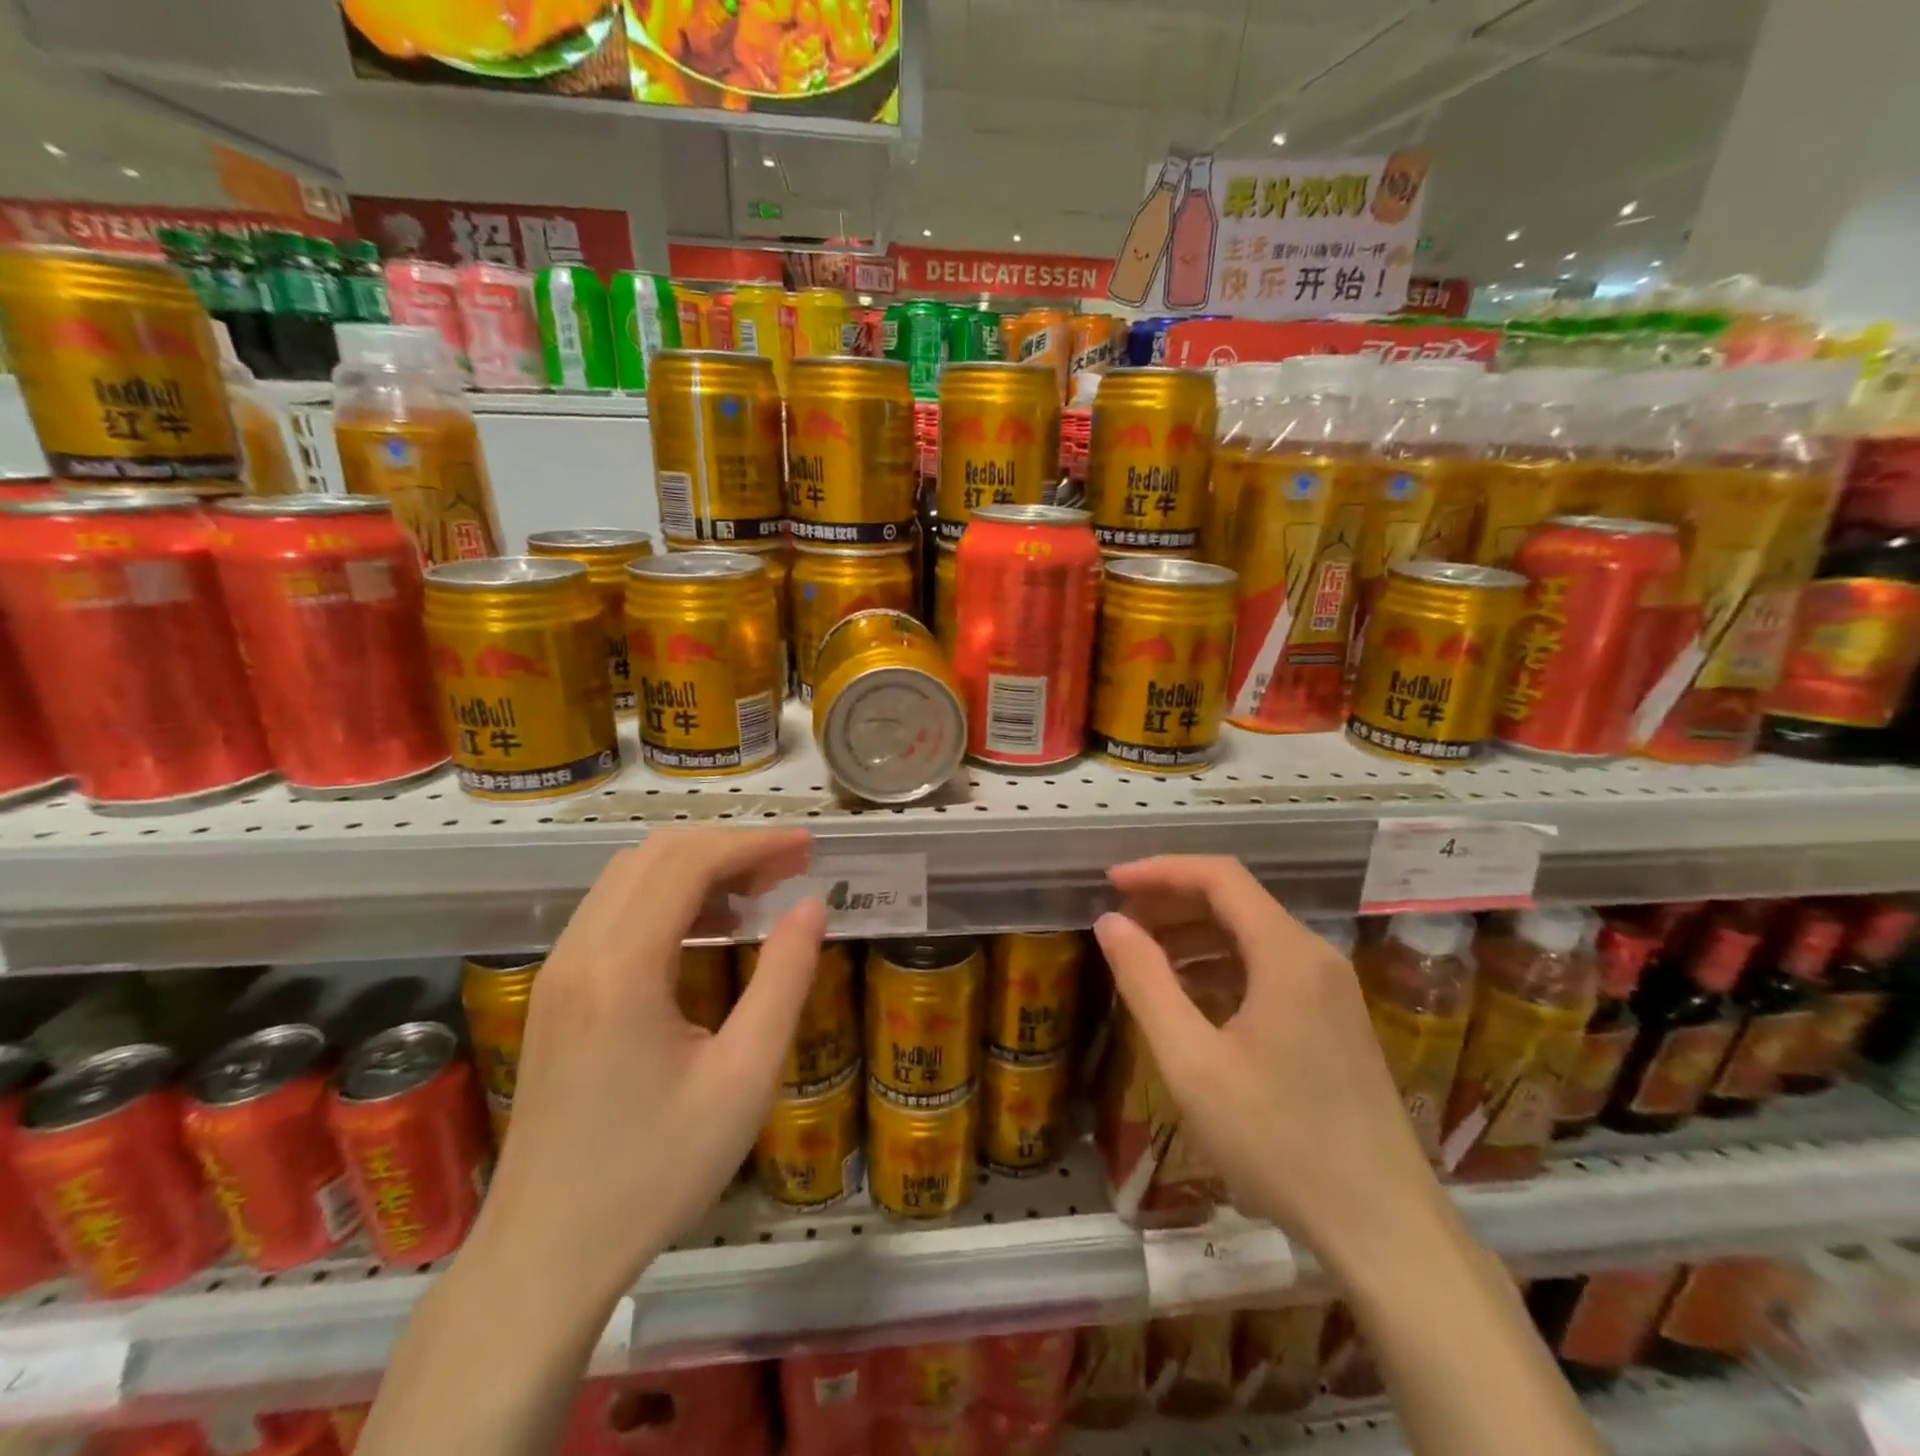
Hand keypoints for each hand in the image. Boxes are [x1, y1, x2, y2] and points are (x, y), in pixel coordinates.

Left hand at [472, 827, 826, 1303]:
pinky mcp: (555, 989)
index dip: (753, 844)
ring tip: (757, 892)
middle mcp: (580, 951)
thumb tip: (812, 906)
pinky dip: (666, 895)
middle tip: (789, 868)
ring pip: (630, 874)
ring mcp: (559, 968)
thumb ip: (784, 980)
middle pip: (656, 854)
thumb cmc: (656, 1171)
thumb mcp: (744, 1078)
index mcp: (622, 968)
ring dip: (697, 866)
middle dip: (729, 847)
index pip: (689, 862)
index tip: (807, 848)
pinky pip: (613, 908)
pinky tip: (707, 927)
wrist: (546, 1253)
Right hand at [1093, 856, 1447, 1276]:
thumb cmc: (1279, 1142)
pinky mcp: (1334, 1020)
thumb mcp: (1193, 1063)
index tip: (1112, 881)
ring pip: (1252, 934)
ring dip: (1195, 933)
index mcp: (1287, 954)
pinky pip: (1268, 968)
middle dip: (1173, 900)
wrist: (1383, 1229)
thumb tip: (1110, 922)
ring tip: (1143, 952)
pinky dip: (1221, 965)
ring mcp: (1331, 990)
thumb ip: (1146, 983)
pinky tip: (1189, 992)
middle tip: (1120, 919)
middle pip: (1237, 900)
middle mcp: (1315, 957)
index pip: (1219, 877)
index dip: (1161, 870)